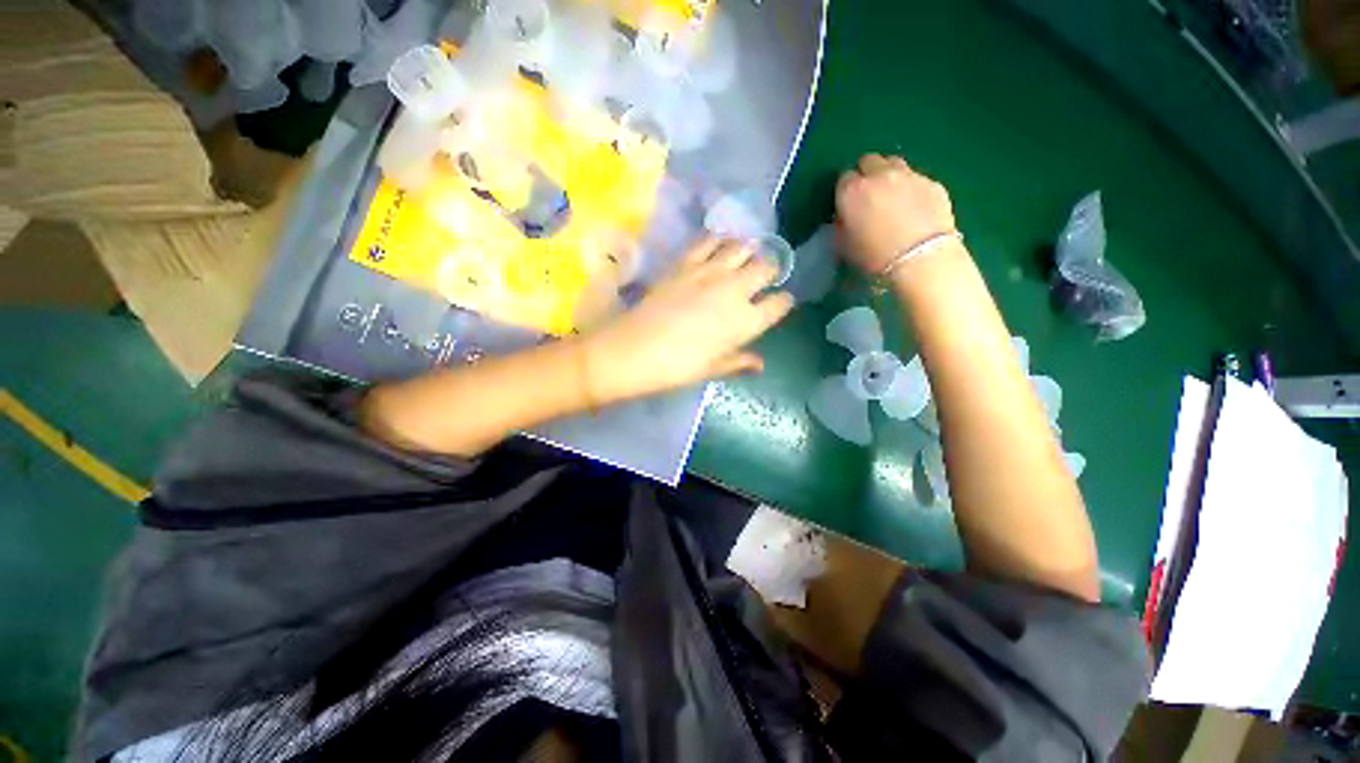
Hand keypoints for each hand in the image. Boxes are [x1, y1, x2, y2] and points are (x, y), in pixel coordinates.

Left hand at [582, 236, 794, 401]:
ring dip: (748, 251)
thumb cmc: (678, 367)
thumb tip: (760, 364)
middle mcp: (735, 290)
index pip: (779, 304)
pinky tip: (718, 246)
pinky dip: (719, 240)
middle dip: (770, 271)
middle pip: (766, 267)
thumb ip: (739, 361)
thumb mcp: (712, 369)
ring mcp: (711, 271)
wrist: (635, 349)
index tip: (780, 303)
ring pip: (743, 247)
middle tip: (763, 278)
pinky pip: (710, 240)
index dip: (783, 302)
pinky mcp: (686, 261)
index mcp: (746, 321)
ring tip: (744, 258)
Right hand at [835, 154, 957, 275]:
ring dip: (889, 175)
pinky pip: (917, 179)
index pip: (843, 179)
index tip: (848, 206)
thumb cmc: (874, 258)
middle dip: (866, 175)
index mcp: (852, 191)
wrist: (921, 260)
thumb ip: (842, 224)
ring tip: (892, 198)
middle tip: (869, 197)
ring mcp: (909, 175)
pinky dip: (911, 188)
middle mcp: (879, 175)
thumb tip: (846, 216)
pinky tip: (914, 209)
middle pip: (869, 161)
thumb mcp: (844, 246)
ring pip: (894, 163)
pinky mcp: (933, 183)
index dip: (845, 192)